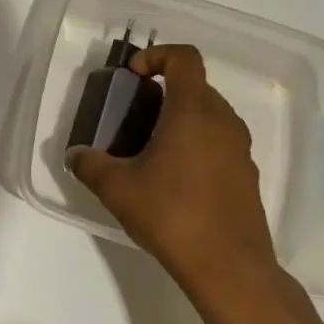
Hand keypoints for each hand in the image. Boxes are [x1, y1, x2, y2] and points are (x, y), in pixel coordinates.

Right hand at [65, 44, 295, 310]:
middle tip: (133, 114)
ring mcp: (240, 149)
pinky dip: (196, 144)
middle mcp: (223, 121)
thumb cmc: (172, 214)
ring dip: (180, 119)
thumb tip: (76, 156)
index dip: (156, 55)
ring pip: (208, 115)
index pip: (184, 57)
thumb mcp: (116, 188)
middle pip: (195, 85)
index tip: (133, 76)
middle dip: (163, 91)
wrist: (230, 268)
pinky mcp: (246, 176)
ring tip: (150, 148)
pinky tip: (173, 179)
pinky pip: (219, 142)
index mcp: (193, 110)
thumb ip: (90, 164)